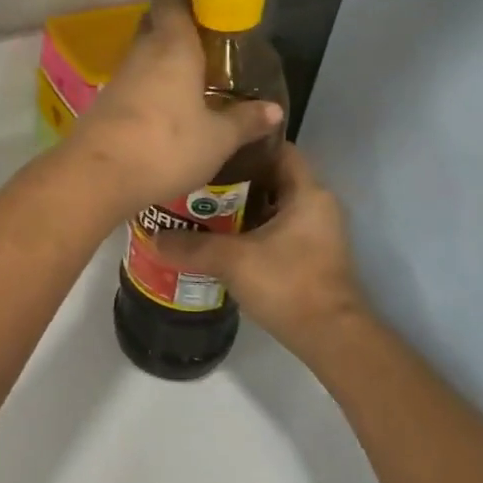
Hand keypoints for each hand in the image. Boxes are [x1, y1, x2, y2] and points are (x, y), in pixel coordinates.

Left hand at [62, 0, 282, 215]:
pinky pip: (132, 86)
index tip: (210, 0)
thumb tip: (273, 109)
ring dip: (164, 62)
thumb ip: (245, 121)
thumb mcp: (217, 139)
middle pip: (155, 24)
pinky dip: (150, 89)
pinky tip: (168, 112)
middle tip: (209, 44)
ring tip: (194, 82)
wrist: (97, 177)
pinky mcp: (103, 106)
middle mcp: (141, 54)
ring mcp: (117, 80)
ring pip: (143, 57)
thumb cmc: (165, 147)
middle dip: (178, 27)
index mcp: (171, 46)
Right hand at [152, 142, 366, 339]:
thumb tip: (152, 237)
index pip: (278, 149)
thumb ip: (191, 246)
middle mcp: (316, 205)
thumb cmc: (287, 284)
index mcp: (308, 192)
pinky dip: (248, 229)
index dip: (245, 144)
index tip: (211, 147)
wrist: (330, 337)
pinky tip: (217, 239)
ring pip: (270, 206)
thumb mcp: (232, 260)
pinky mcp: (308, 255)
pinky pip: (274, 229)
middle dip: (233, 179)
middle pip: (270, 177)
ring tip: (197, 208)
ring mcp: (315, 232)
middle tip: (195, 180)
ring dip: (238, 207)